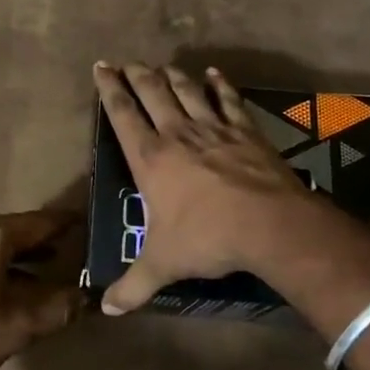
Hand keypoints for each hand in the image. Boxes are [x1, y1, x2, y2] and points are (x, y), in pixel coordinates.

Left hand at [0, 210, 80, 369]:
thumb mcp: (22, 326)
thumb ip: (60, 307)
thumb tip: (88, 297)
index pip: (37, 222)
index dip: (64, 223)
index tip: (86, 221)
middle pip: (13, 229)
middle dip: (42, 239)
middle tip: (70, 246)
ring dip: (19, 253)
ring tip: (47, 266)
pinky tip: (9, 283)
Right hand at [93, 61, 317, 314]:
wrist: (268, 224)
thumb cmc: (207, 238)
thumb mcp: (163, 264)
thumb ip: (133, 285)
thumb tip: (105, 308)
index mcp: (151, 158)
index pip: (123, 115)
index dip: (110, 89)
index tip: (101, 67)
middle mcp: (178, 134)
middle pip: (153, 93)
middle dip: (137, 75)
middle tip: (127, 62)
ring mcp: (214, 128)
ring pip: (187, 91)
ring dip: (172, 76)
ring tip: (162, 65)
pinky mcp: (245, 132)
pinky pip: (229, 101)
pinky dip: (220, 85)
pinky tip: (215, 73)